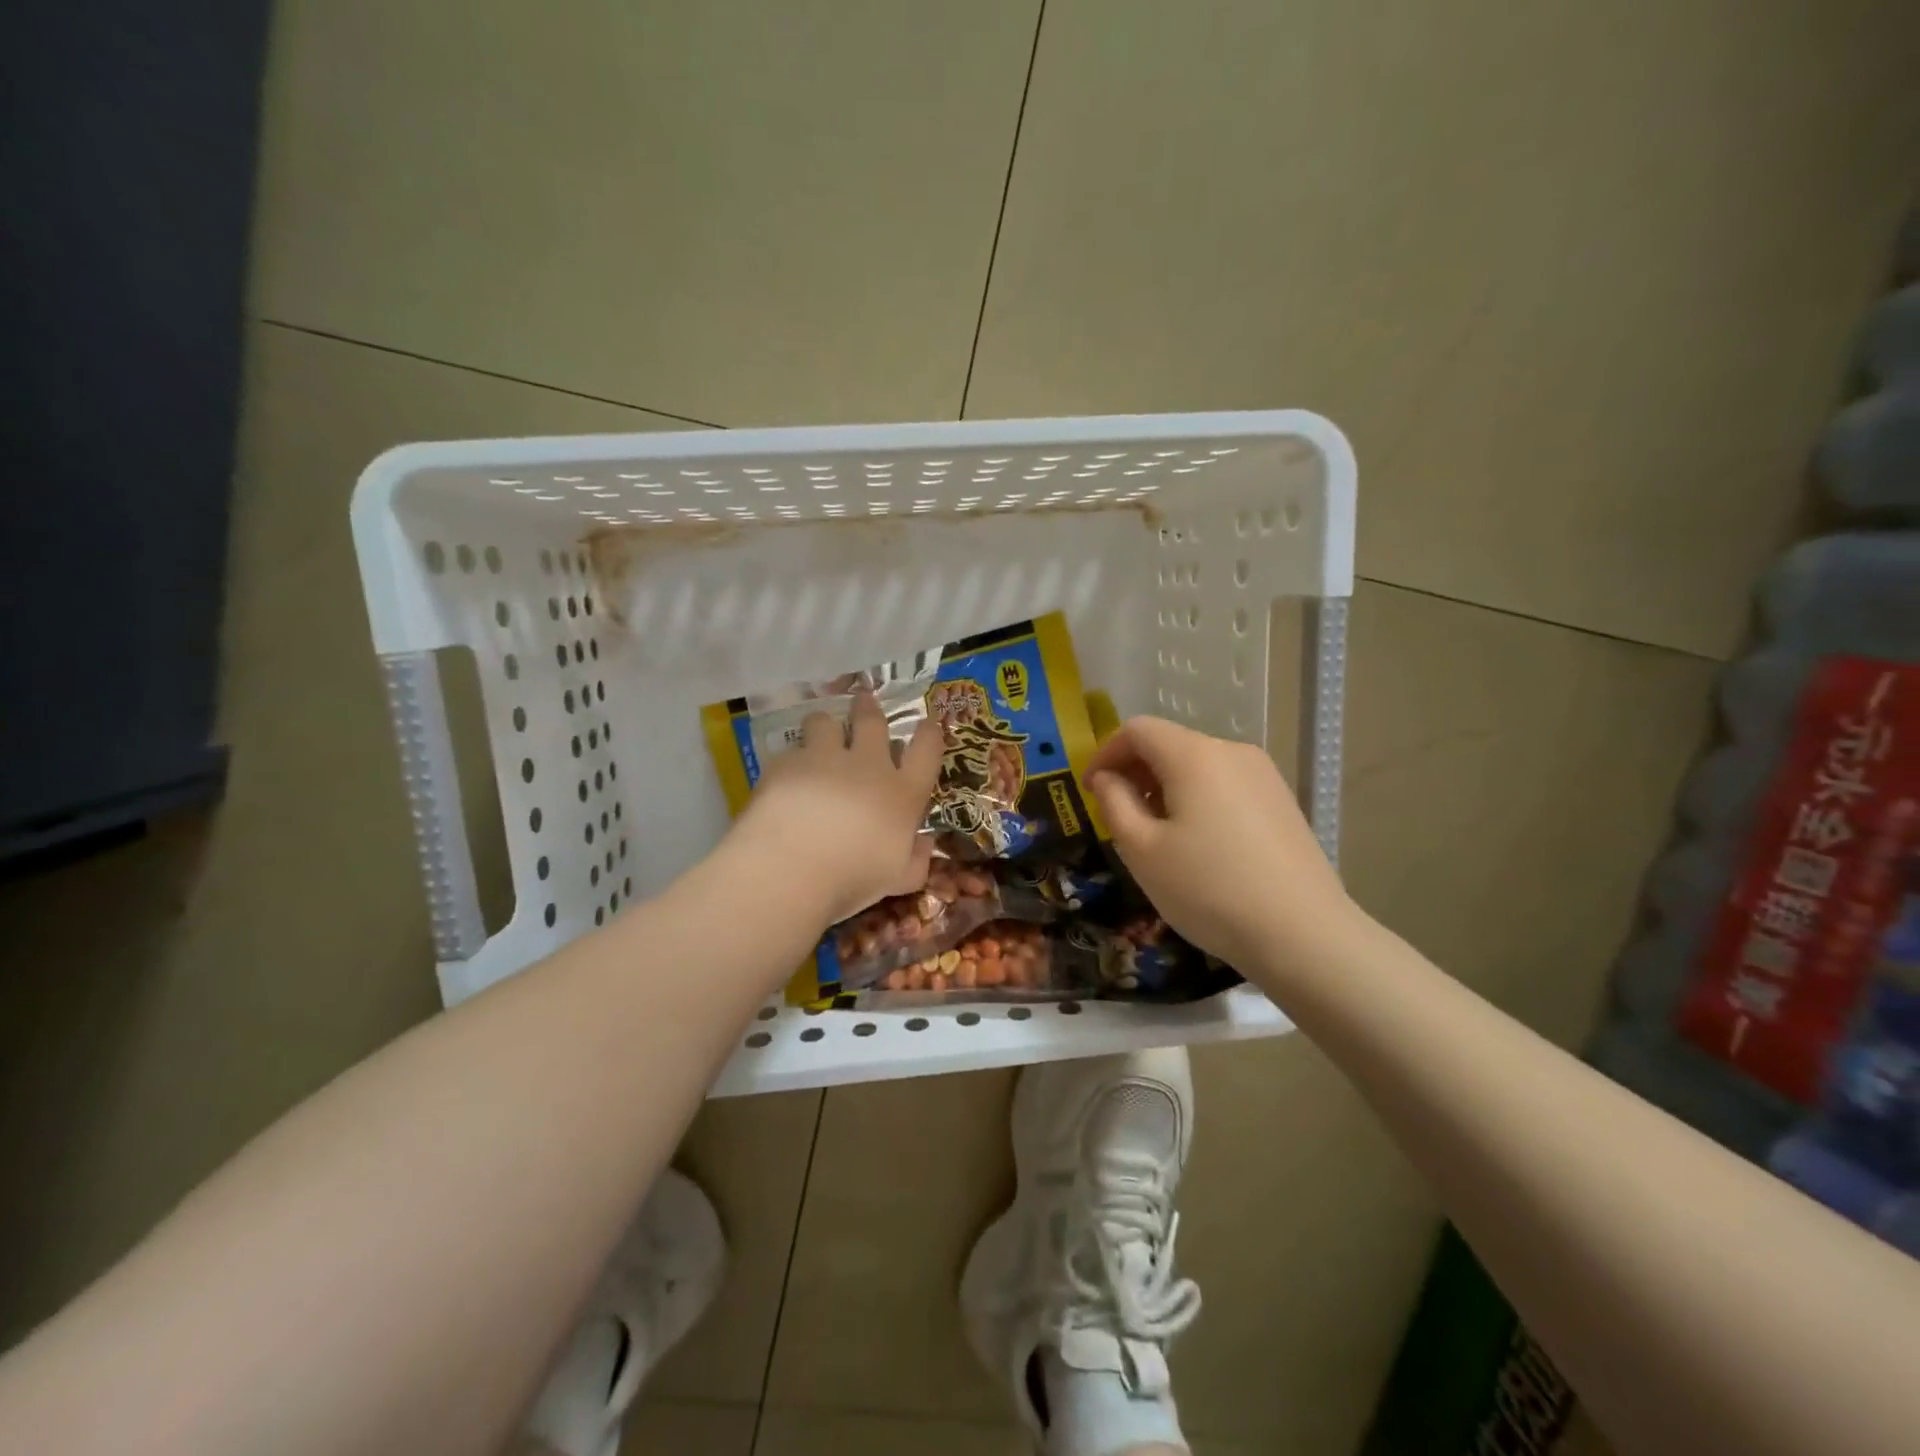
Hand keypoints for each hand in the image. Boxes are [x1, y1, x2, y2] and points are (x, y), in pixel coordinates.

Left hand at [732, 690, 943, 924]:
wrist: (791, 868)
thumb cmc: (853, 879)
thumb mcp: (898, 880)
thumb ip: (916, 860)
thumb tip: (926, 843)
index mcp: (902, 793)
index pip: (926, 750)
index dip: (930, 732)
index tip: (928, 723)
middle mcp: (867, 765)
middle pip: (873, 722)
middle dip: (869, 707)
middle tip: (865, 697)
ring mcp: (824, 758)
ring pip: (826, 722)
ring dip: (825, 725)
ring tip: (819, 732)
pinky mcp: (786, 763)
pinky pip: (791, 751)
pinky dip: (791, 760)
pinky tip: (784, 776)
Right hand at [1086, 716, 1359, 976]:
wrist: (1303, 934)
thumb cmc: (1209, 890)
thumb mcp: (1142, 850)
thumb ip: (1114, 803)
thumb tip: (1106, 778)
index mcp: (1194, 755)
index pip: (1137, 730)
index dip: (1105, 754)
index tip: (1090, 791)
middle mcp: (1232, 751)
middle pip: (1170, 744)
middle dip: (1135, 771)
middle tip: (1118, 815)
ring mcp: (1264, 775)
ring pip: (1199, 765)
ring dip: (1166, 786)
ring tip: (1157, 834)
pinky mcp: (1282, 801)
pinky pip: (1225, 784)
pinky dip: (1198, 798)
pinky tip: (1199, 843)